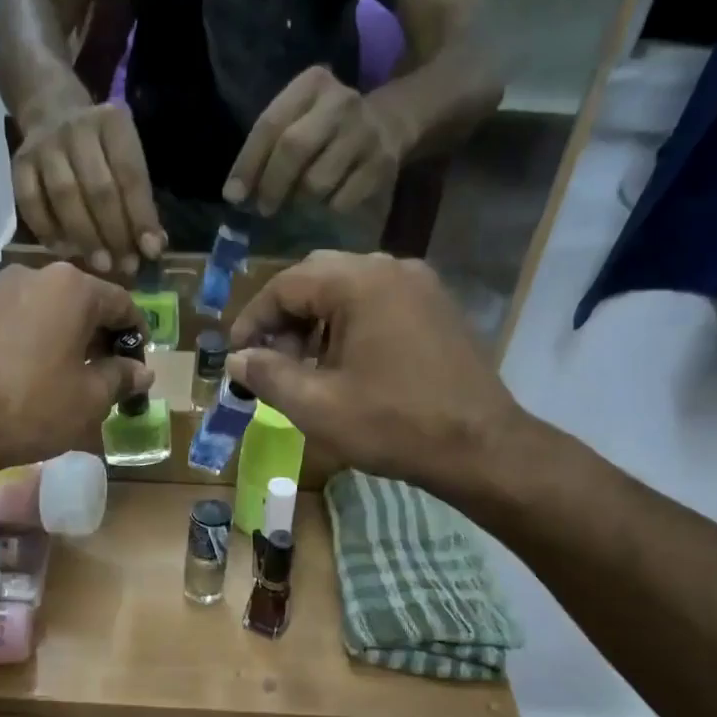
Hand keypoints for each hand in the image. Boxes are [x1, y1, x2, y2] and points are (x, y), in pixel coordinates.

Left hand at [0, 262, 151, 473]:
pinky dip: (13, 343)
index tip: (137, 362)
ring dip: (50, 336)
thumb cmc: (32, 407)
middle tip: (98, 372)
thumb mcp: (90, 400)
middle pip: (74, 302)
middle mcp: (28, 276)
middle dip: (91, 334)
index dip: (135, 334)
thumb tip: (141, 372)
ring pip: (34, 310)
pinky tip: (9, 378)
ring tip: (51, 375)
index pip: (120, 302)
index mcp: (70, 288)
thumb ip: (120, 378)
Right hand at [12, 97, 165, 275]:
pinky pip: (31, 203)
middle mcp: (77, 129)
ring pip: (64, 197)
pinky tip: (65, 251)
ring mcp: (44, 146)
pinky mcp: (19, 164)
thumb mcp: (127, 160)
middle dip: (114, 233)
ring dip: (84, 237)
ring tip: (100, 265)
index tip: (150, 251)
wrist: (51, 113)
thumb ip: (140, 201)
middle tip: (124, 266)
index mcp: (112, 124)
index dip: (141, 217)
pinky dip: (49, 231)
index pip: (130, 175)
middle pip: (97, 189)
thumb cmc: (101, 150)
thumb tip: (152, 248)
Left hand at [224, 66, 410, 217]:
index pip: (269, 125)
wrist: (390, 122)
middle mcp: (341, 102)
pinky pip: (340, 201)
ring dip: (300, 201)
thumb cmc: (326, 128)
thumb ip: (267, 148)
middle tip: (263, 209)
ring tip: (299, 200)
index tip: (233, 196)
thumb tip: (235, 195)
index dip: (247, 164)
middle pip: (293, 149)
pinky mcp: (381, 164)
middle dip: (271, 186)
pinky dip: (327, 208)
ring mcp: (364, 133)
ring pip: (316, 182)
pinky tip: (328, 199)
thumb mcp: (298, 119)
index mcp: (312, 84)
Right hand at [225, 253, 528, 500]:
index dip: (253, 319)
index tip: (237, 357)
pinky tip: (343, 366)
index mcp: (360, 282)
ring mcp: (421, 286)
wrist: (480, 447)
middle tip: (269, 361)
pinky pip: (378, 302)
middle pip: (317, 278)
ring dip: (315, 322)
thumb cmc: (393, 425)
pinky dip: (348, 325)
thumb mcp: (316, 406)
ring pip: (348, 289)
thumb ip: (267, 375)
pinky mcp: (437, 309)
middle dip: (284, 318)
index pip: (286, 284)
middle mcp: (392, 268)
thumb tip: (236, 360)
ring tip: (302, 368)